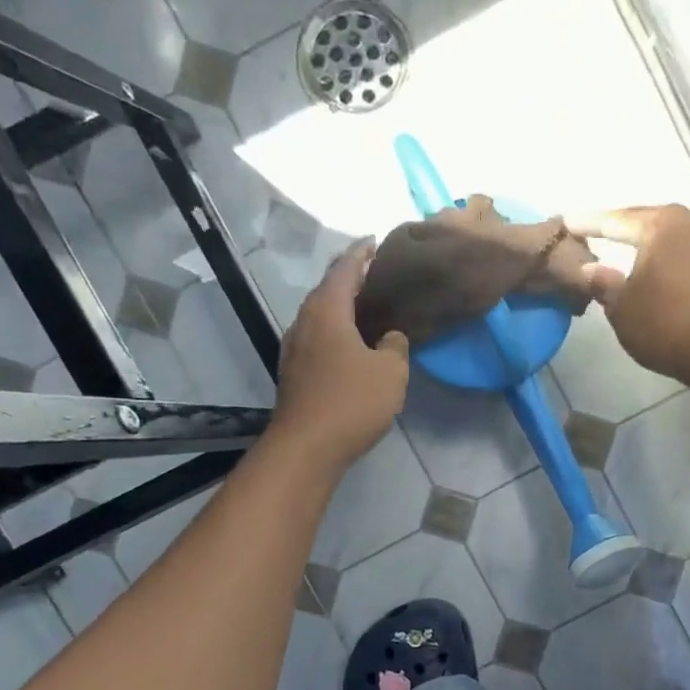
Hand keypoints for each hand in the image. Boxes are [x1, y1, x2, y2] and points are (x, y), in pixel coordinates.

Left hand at [270, 240, 409, 469]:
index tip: (375, 243)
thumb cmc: (351, 402)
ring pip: (320, 316)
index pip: (345, 269)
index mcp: (327, 311)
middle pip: (328, 290)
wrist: (306, 447)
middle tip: (377, 278)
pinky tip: (351, 345)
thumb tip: (390, 337)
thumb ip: (395, 346)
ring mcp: (294, 348)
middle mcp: (305, 322)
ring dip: (342, 309)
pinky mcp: (293, 372)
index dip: (362, 254)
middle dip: (351, 281)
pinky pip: (317, 339)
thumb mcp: (390, 372)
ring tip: (368, 310)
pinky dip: (335, 332)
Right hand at [566, 205, 689, 385]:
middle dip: (621, 227)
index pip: (616, 220)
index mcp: (661, 225)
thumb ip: (603, 283)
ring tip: (625, 250)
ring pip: (669, 239)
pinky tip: (654, 272)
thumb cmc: (665, 323)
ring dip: (647, 244)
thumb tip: (589, 269)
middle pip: (647, 222)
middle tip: (596, 229)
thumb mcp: (621, 308)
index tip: (567, 222)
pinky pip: (684, 257)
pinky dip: (665, 261)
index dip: (588, 223)